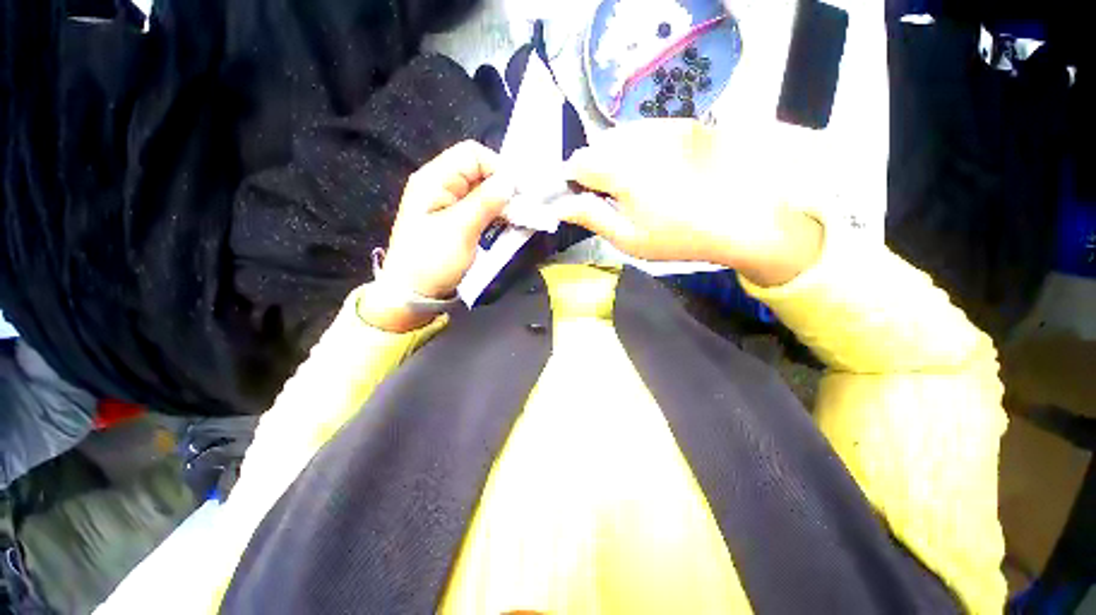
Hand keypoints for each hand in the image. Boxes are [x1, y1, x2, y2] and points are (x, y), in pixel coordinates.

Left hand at [359, 140, 514, 331]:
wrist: (413, 293)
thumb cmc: (432, 261)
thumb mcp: (460, 230)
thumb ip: (485, 202)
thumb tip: (510, 180)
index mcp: (434, 179)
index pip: (472, 154)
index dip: (498, 168)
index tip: (517, 193)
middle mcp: (441, 185)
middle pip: (479, 171)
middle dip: (502, 187)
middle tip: (521, 210)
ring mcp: (448, 203)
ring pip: (482, 191)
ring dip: (501, 202)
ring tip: (516, 219)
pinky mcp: (455, 219)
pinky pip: (480, 207)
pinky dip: (495, 214)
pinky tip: (505, 225)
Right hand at [562, 120, 822, 286]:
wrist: (740, 219)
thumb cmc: (677, 236)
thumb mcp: (628, 238)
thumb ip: (591, 217)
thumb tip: (560, 205)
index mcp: (621, 170)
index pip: (579, 162)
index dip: (575, 180)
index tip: (585, 197)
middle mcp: (639, 139)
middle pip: (599, 145)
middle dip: (596, 167)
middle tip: (612, 195)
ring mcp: (664, 127)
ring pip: (621, 135)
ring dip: (617, 155)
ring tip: (635, 182)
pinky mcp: (684, 124)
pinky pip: (646, 130)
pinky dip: (639, 146)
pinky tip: (656, 168)